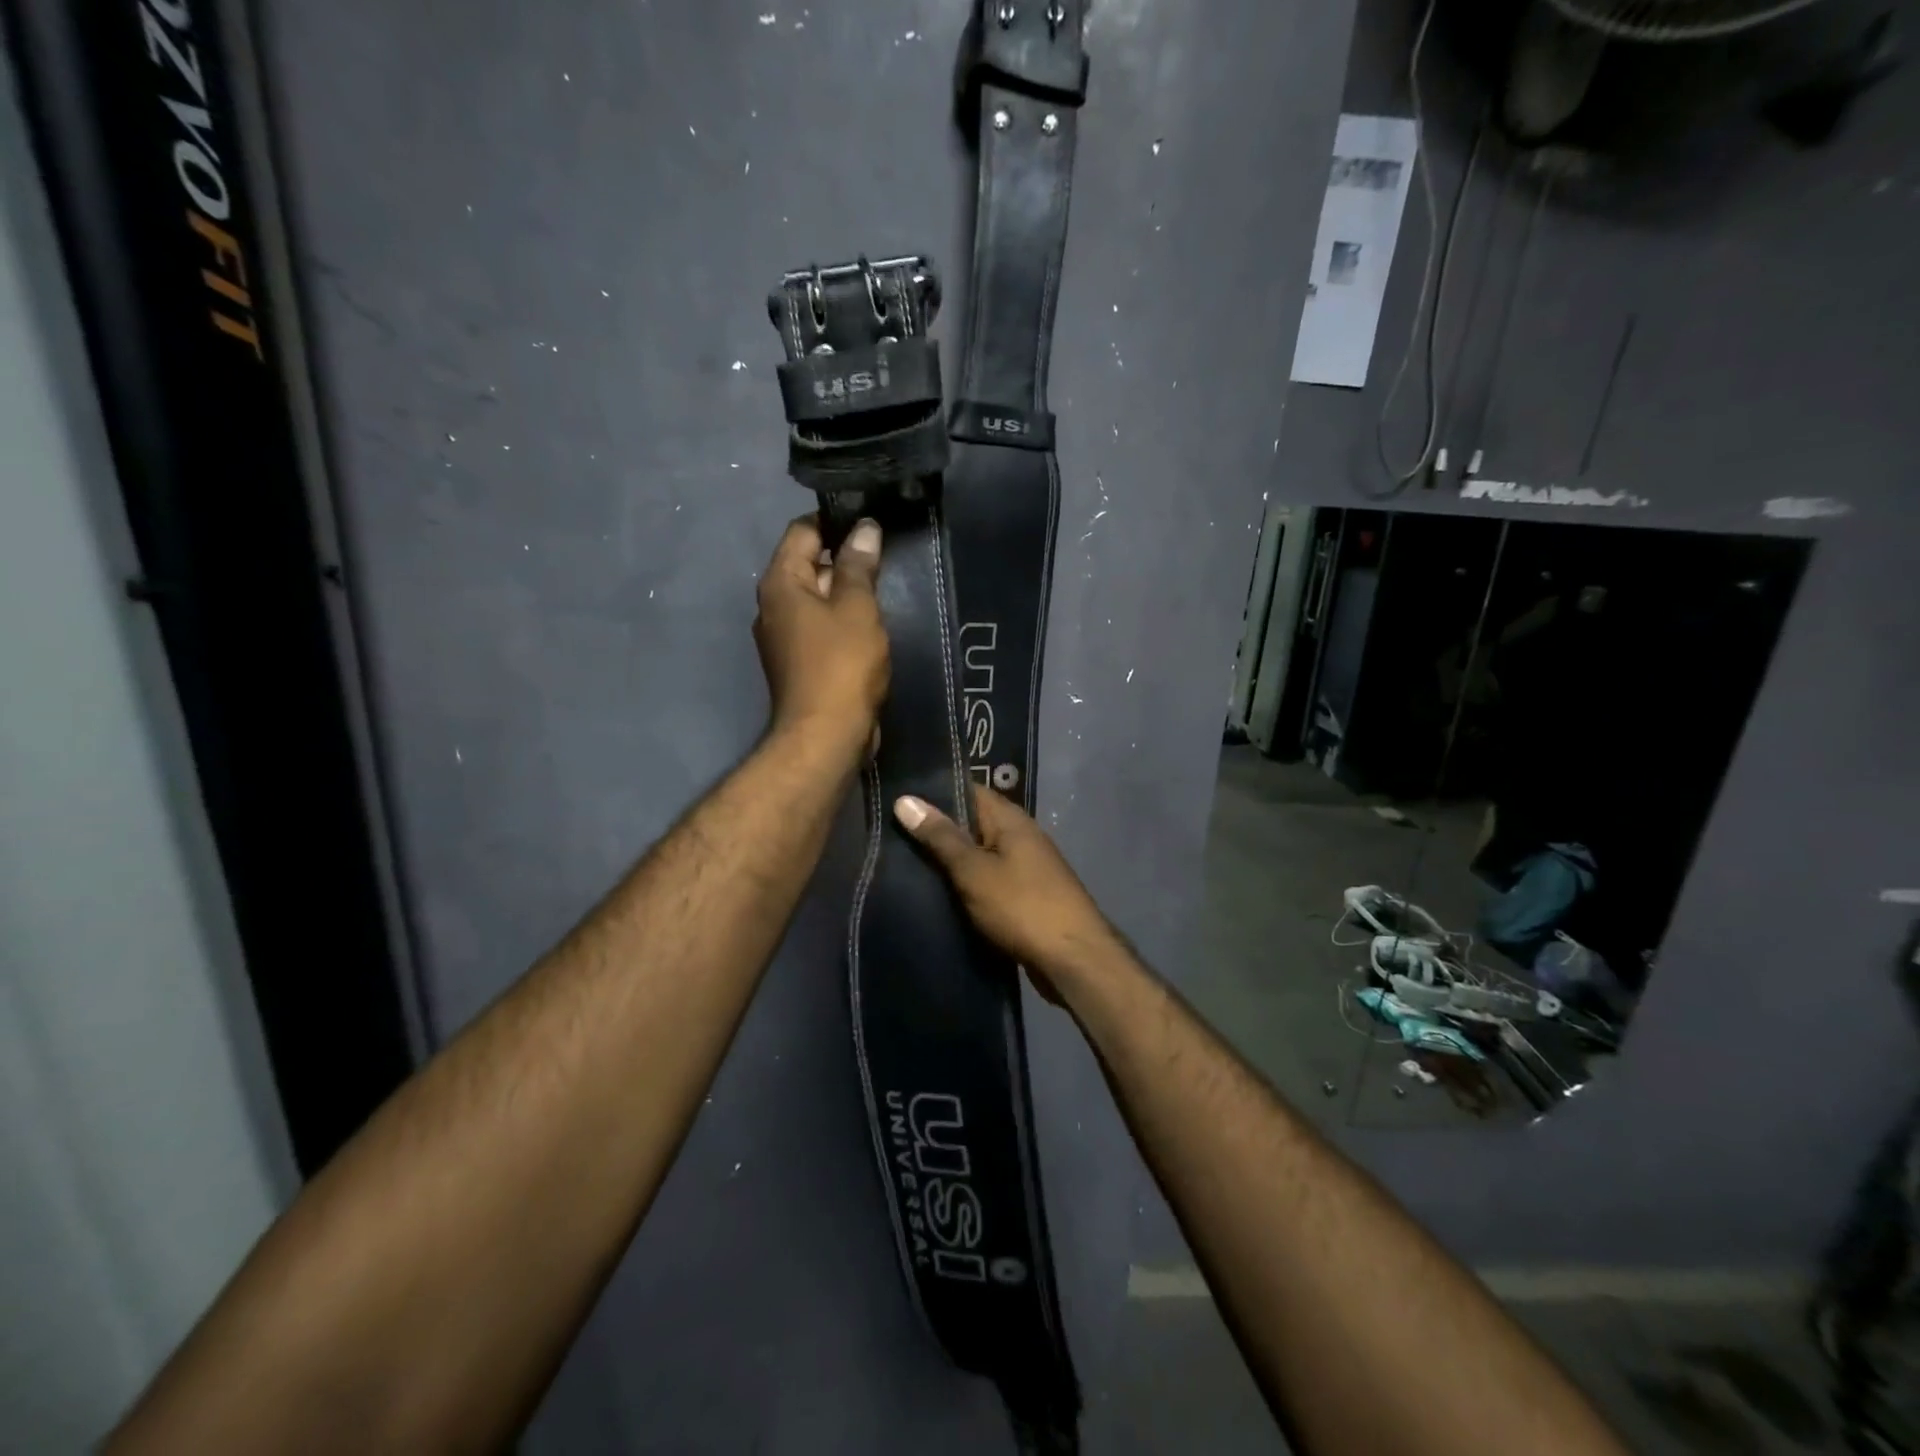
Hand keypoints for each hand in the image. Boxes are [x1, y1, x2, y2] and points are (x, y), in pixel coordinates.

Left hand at [754, 515, 888, 755]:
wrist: (826, 735)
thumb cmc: (842, 664)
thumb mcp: (857, 607)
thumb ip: (859, 565)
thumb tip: (864, 527)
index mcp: (780, 583)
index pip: (802, 531)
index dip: (835, 521)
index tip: (871, 521)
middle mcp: (773, 605)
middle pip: (808, 564)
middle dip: (845, 557)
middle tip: (885, 554)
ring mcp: (784, 636)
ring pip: (817, 598)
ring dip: (846, 592)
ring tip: (885, 586)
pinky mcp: (799, 662)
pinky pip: (821, 627)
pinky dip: (843, 620)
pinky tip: (872, 624)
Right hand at [892, 787, 1122, 1001]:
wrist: (1073, 960)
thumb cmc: (1022, 906)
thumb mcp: (974, 870)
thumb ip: (940, 837)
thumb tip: (904, 799)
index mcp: (1010, 819)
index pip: (968, 790)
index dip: (933, 791)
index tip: (896, 795)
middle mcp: (1019, 836)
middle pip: (971, 823)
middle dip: (935, 828)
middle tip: (889, 830)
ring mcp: (1024, 867)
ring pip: (977, 854)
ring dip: (948, 860)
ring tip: (900, 860)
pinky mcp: (1023, 896)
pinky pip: (986, 880)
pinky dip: (964, 884)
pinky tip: (935, 893)